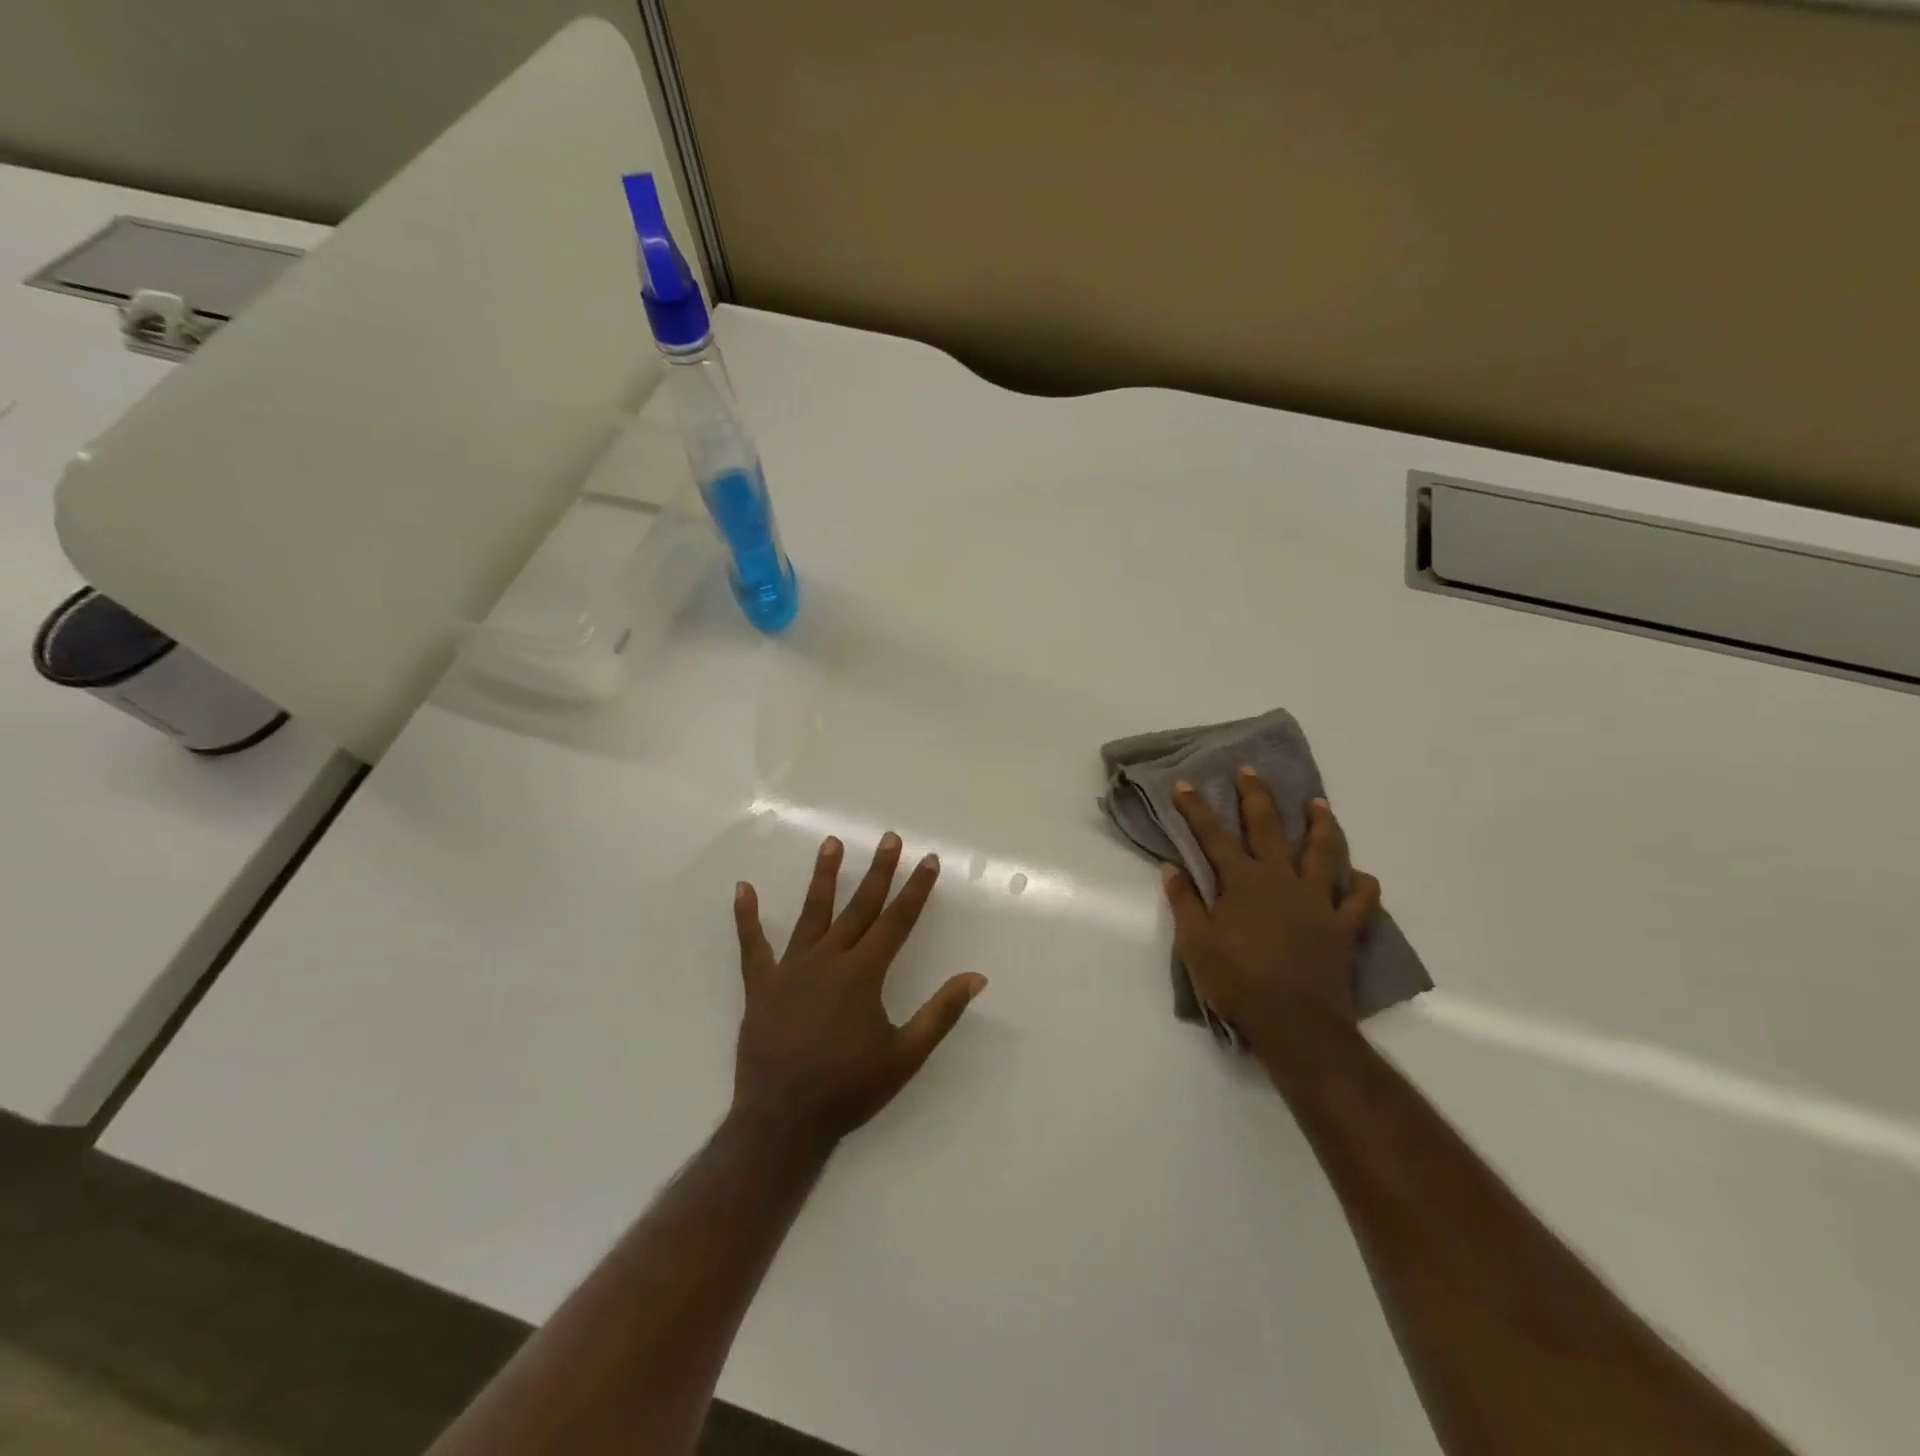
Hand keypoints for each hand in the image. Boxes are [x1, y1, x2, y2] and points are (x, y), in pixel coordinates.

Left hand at [731, 833, 986, 1148]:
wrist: (783, 1120)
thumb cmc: (849, 1088)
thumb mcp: (905, 1055)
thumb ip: (941, 1013)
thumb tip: (976, 977)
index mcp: (863, 973)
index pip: (897, 921)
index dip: (916, 889)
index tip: (928, 860)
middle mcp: (828, 959)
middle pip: (859, 906)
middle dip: (878, 871)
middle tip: (889, 839)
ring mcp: (791, 969)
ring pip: (811, 913)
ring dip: (823, 877)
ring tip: (831, 843)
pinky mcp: (761, 985)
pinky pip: (752, 945)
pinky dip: (746, 917)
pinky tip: (742, 889)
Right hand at [1161, 768, 1380, 1051]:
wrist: (1295, 1023)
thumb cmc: (1236, 981)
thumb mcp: (1194, 943)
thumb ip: (1184, 901)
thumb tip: (1172, 867)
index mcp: (1242, 881)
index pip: (1213, 836)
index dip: (1196, 809)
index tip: (1184, 785)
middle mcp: (1281, 880)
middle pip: (1269, 828)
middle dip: (1256, 796)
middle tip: (1250, 770)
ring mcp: (1317, 901)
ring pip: (1323, 852)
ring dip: (1321, 824)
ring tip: (1318, 803)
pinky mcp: (1343, 927)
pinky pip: (1359, 900)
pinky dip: (1362, 885)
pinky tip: (1360, 876)